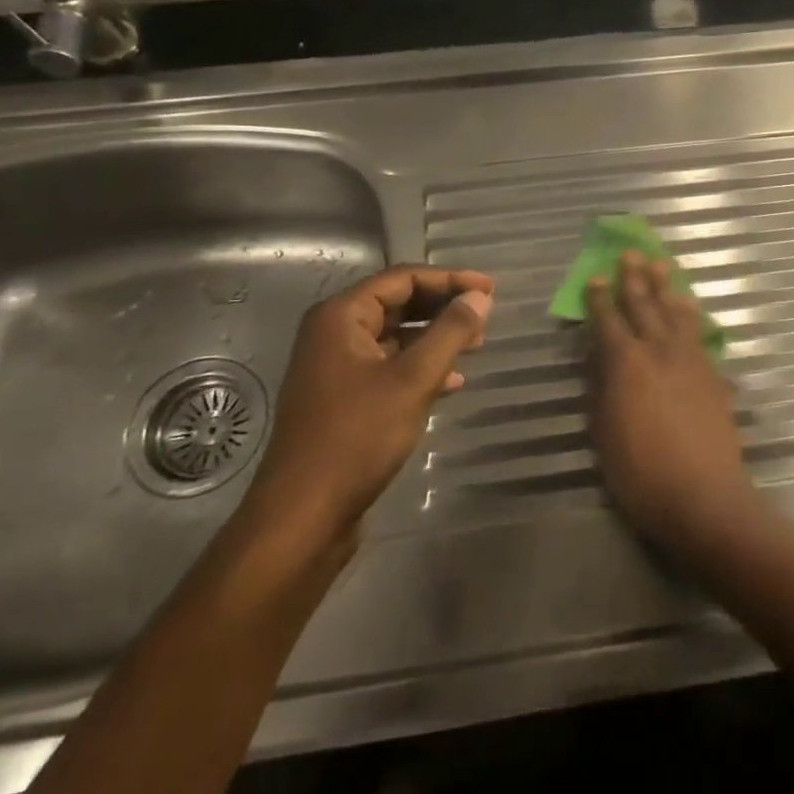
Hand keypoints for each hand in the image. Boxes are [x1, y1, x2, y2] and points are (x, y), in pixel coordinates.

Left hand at [235, 265, 493, 565]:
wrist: (304, 515)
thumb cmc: (357, 437)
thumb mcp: (413, 379)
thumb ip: (450, 332)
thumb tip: (480, 297)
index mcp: (341, 317)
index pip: (402, 278)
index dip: (450, 279)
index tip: (489, 290)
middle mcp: (334, 334)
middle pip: (398, 304)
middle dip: (443, 307)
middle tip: (485, 316)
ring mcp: (336, 368)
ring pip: (395, 337)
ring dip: (435, 337)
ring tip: (476, 346)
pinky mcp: (343, 400)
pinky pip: (389, 367)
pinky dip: (420, 367)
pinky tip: (452, 382)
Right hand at [585, 252, 755, 552]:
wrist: (703, 495)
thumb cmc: (640, 472)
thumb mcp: (603, 431)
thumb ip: (600, 387)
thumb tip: (595, 355)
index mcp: (626, 363)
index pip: (608, 320)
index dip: (600, 298)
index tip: (596, 276)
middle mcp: (659, 351)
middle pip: (645, 305)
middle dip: (635, 278)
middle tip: (631, 253)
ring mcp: (690, 360)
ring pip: (676, 312)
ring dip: (667, 286)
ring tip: (661, 264)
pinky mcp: (713, 374)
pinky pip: (698, 333)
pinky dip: (691, 314)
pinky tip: (689, 306)